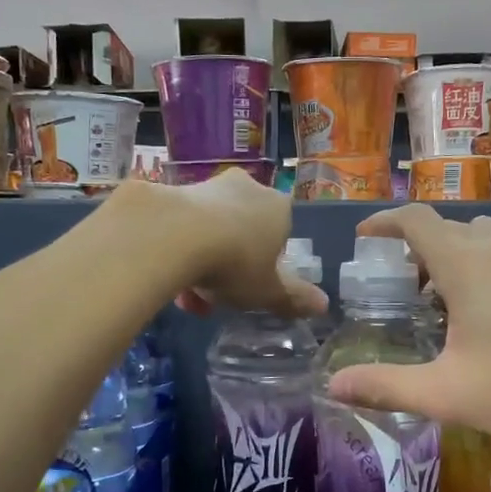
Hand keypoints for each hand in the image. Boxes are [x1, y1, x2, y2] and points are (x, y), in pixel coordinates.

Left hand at [122, 172, 326, 318]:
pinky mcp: (173, 190)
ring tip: (186, 298)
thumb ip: (293, 298)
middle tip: (215, 296)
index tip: (251, 286)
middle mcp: (247, 189)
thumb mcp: (268, 291)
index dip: (266, 262)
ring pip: (209, 230)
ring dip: (200, 262)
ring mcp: (208, 186)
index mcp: (278, 208)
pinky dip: (176, 251)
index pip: (280, 233)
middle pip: (242, 231)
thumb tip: (323, 305)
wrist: (175, 234)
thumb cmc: (236, 262)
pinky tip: (167, 277)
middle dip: (229, 265)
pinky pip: (180, 227)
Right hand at [325, 206, 490, 438]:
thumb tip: (333, 385)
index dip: (384, 221)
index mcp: (464, 262)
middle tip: (410, 290)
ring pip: (481, 235)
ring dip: (456, 254)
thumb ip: (387, 386)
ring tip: (451, 299)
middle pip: (447, 227)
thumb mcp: (448, 393)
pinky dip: (488, 261)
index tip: (364, 236)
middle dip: (419, 248)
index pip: (414, 219)